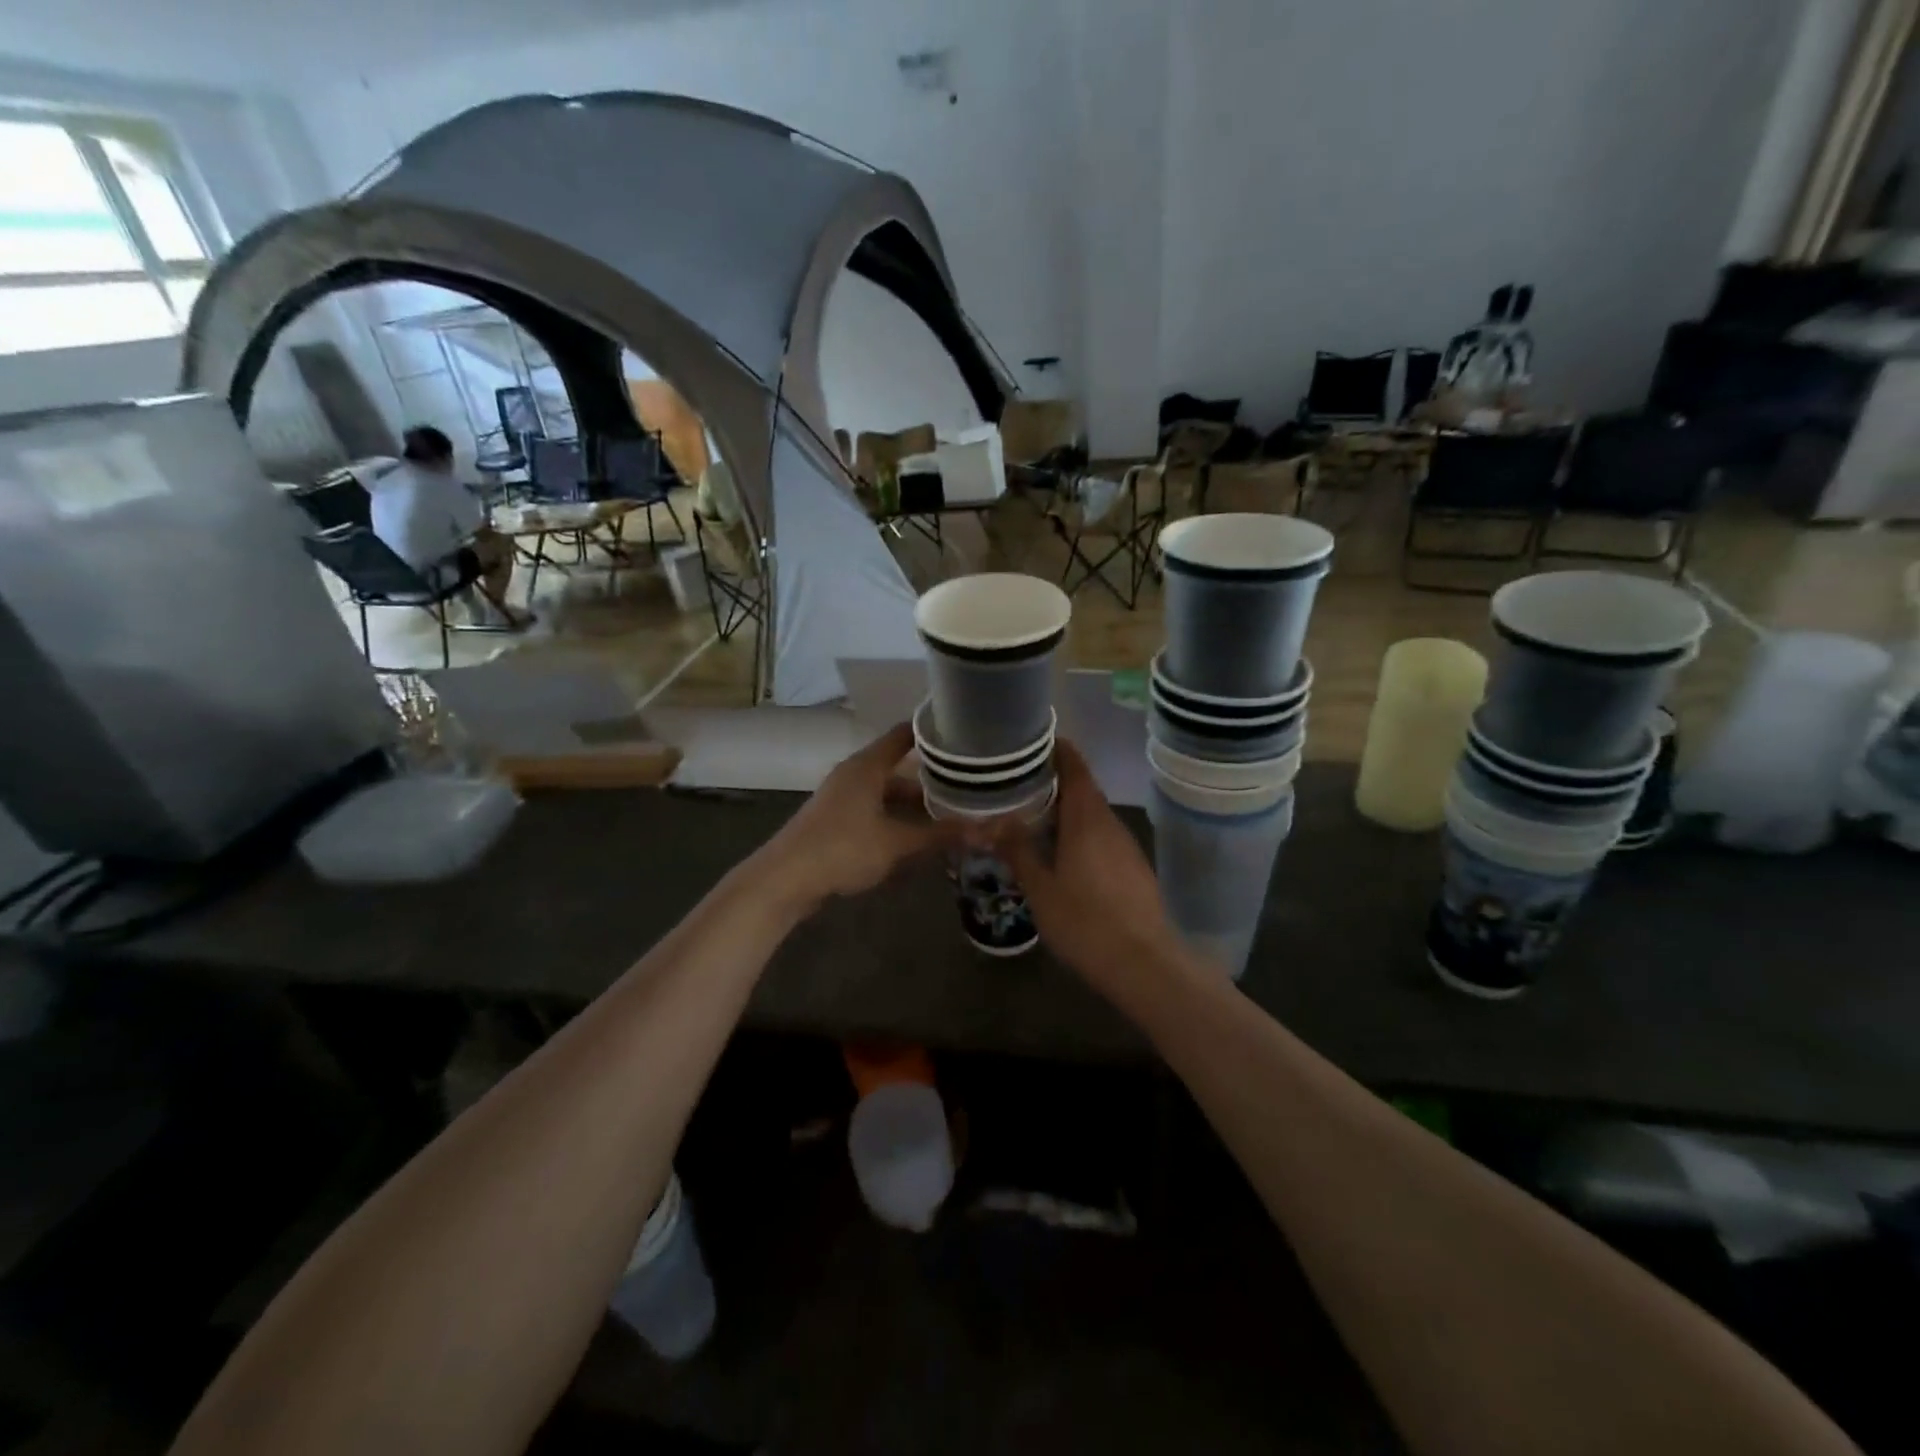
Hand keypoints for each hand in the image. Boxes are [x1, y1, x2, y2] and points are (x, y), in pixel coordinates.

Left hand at [756, 724, 957, 912]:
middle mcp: (855, 773)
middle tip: (969, 785)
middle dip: (932, 779)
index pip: (905, 735)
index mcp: (868, 766)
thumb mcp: (897, 843)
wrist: (785, 879)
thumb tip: (984, 830)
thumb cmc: (843, 849)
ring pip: (887, 792)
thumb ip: (939, 834)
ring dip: (914, 804)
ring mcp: (843, 797)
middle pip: (899, 767)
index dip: (933, 732)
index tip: (964, 733)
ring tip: (950, 815)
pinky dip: (897, 818)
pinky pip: (875, 810)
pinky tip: (917, 837)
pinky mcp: (836, 820)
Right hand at [995, 740, 1182, 990]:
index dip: (1056, 748)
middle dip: (1053, 780)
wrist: (1145, 964)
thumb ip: (1018, 850)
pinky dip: (1078, 831)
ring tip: (1031, 814)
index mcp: (1086, 817)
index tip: (1031, 742)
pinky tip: (1059, 851)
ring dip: (1065, 808)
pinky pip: (1100, 835)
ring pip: (1092, 813)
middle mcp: (1109, 822)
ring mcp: (1125, 845)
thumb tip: (994, 820)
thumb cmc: (1086, 922)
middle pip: (1083, 787)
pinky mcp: (1132, 867)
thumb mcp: (1041, 888)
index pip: (1074, 765)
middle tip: (1017, 782)